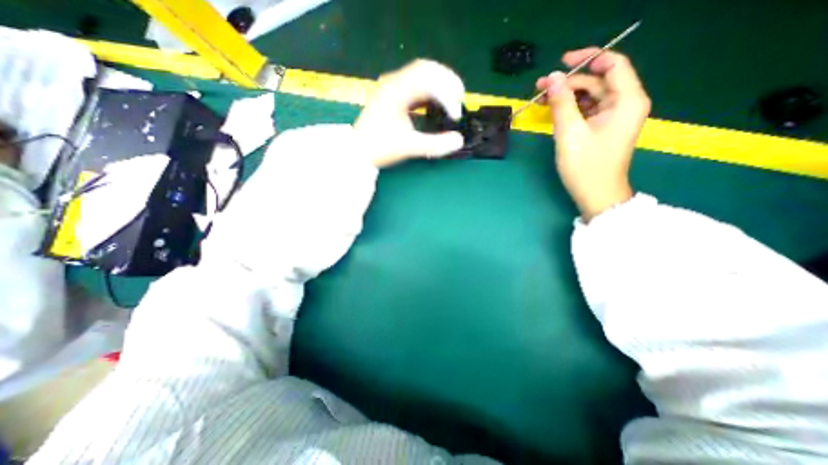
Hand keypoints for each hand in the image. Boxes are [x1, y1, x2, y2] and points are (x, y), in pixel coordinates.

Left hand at [353, 57, 461, 166]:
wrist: (357, 152)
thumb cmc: (379, 148)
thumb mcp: (408, 147)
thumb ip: (435, 145)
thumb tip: (459, 141)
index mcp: (396, 91)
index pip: (428, 80)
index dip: (447, 95)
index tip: (455, 115)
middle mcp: (394, 83)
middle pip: (426, 69)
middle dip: (447, 81)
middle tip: (460, 98)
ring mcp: (392, 87)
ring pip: (421, 74)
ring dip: (439, 84)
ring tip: (452, 99)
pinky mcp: (393, 95)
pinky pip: (415, 84)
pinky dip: (430, 91)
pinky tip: (436, 103)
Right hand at [541, 47, 649, 219]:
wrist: (596, 195)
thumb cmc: (585, 166)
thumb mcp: (570, 133)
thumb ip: (562, 103)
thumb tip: (552, 78)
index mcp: (626, 100)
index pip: (612, 64)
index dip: (587, 58)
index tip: (561, 63)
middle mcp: (624, 103)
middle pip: (597, 81)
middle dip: (569, 82)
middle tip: (541, 88)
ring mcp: (614, 117)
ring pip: (590, 96)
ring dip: (567, 96)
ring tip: (542, 99)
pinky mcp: (603, 128)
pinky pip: (588, 110)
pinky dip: (571, 108)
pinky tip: (554, 111)